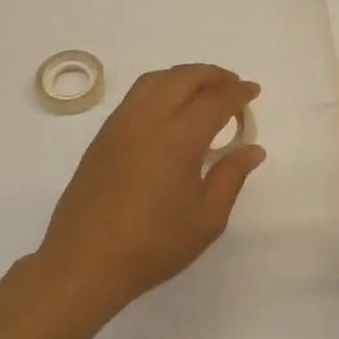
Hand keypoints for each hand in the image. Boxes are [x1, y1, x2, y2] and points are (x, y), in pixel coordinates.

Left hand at [37, 64, 265, 314]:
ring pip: (156, 80)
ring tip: (204, 92)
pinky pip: (136, 95)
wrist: (84, 263)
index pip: (216, 100)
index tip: (253, 91)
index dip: (238, 92)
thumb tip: (252, 149)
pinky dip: (161, 89)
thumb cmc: (153, 245)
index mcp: (178, 139)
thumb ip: (231, 177)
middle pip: (184, 77)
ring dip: (184, 77)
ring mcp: (120, 125)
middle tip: (233, 87)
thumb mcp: (206, 219)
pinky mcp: (102, 137)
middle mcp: (147, 120)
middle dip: (213, 75)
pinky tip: (171, 112)